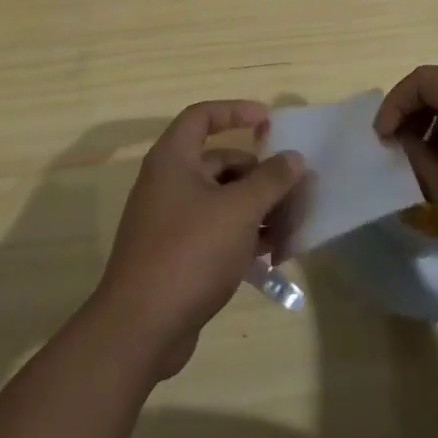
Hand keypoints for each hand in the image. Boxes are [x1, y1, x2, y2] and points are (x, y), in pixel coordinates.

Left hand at [92, 100, 307, 379]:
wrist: (142, 326)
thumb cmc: (190, 251)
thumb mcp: (239, 210)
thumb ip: (271, 180)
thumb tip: (293, 158)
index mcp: (173, 160)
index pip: (202, 117)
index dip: (235, 111)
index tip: (269, 122)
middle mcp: (168, 183)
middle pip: (220, 162)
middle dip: (260, 174)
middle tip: (295, 190)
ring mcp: (171, 221)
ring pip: (222, 200)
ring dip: (258, 209)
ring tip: (291, 228)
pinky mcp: (178, 254)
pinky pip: (217, 231)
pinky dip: (243, 236)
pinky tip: (272, 254)